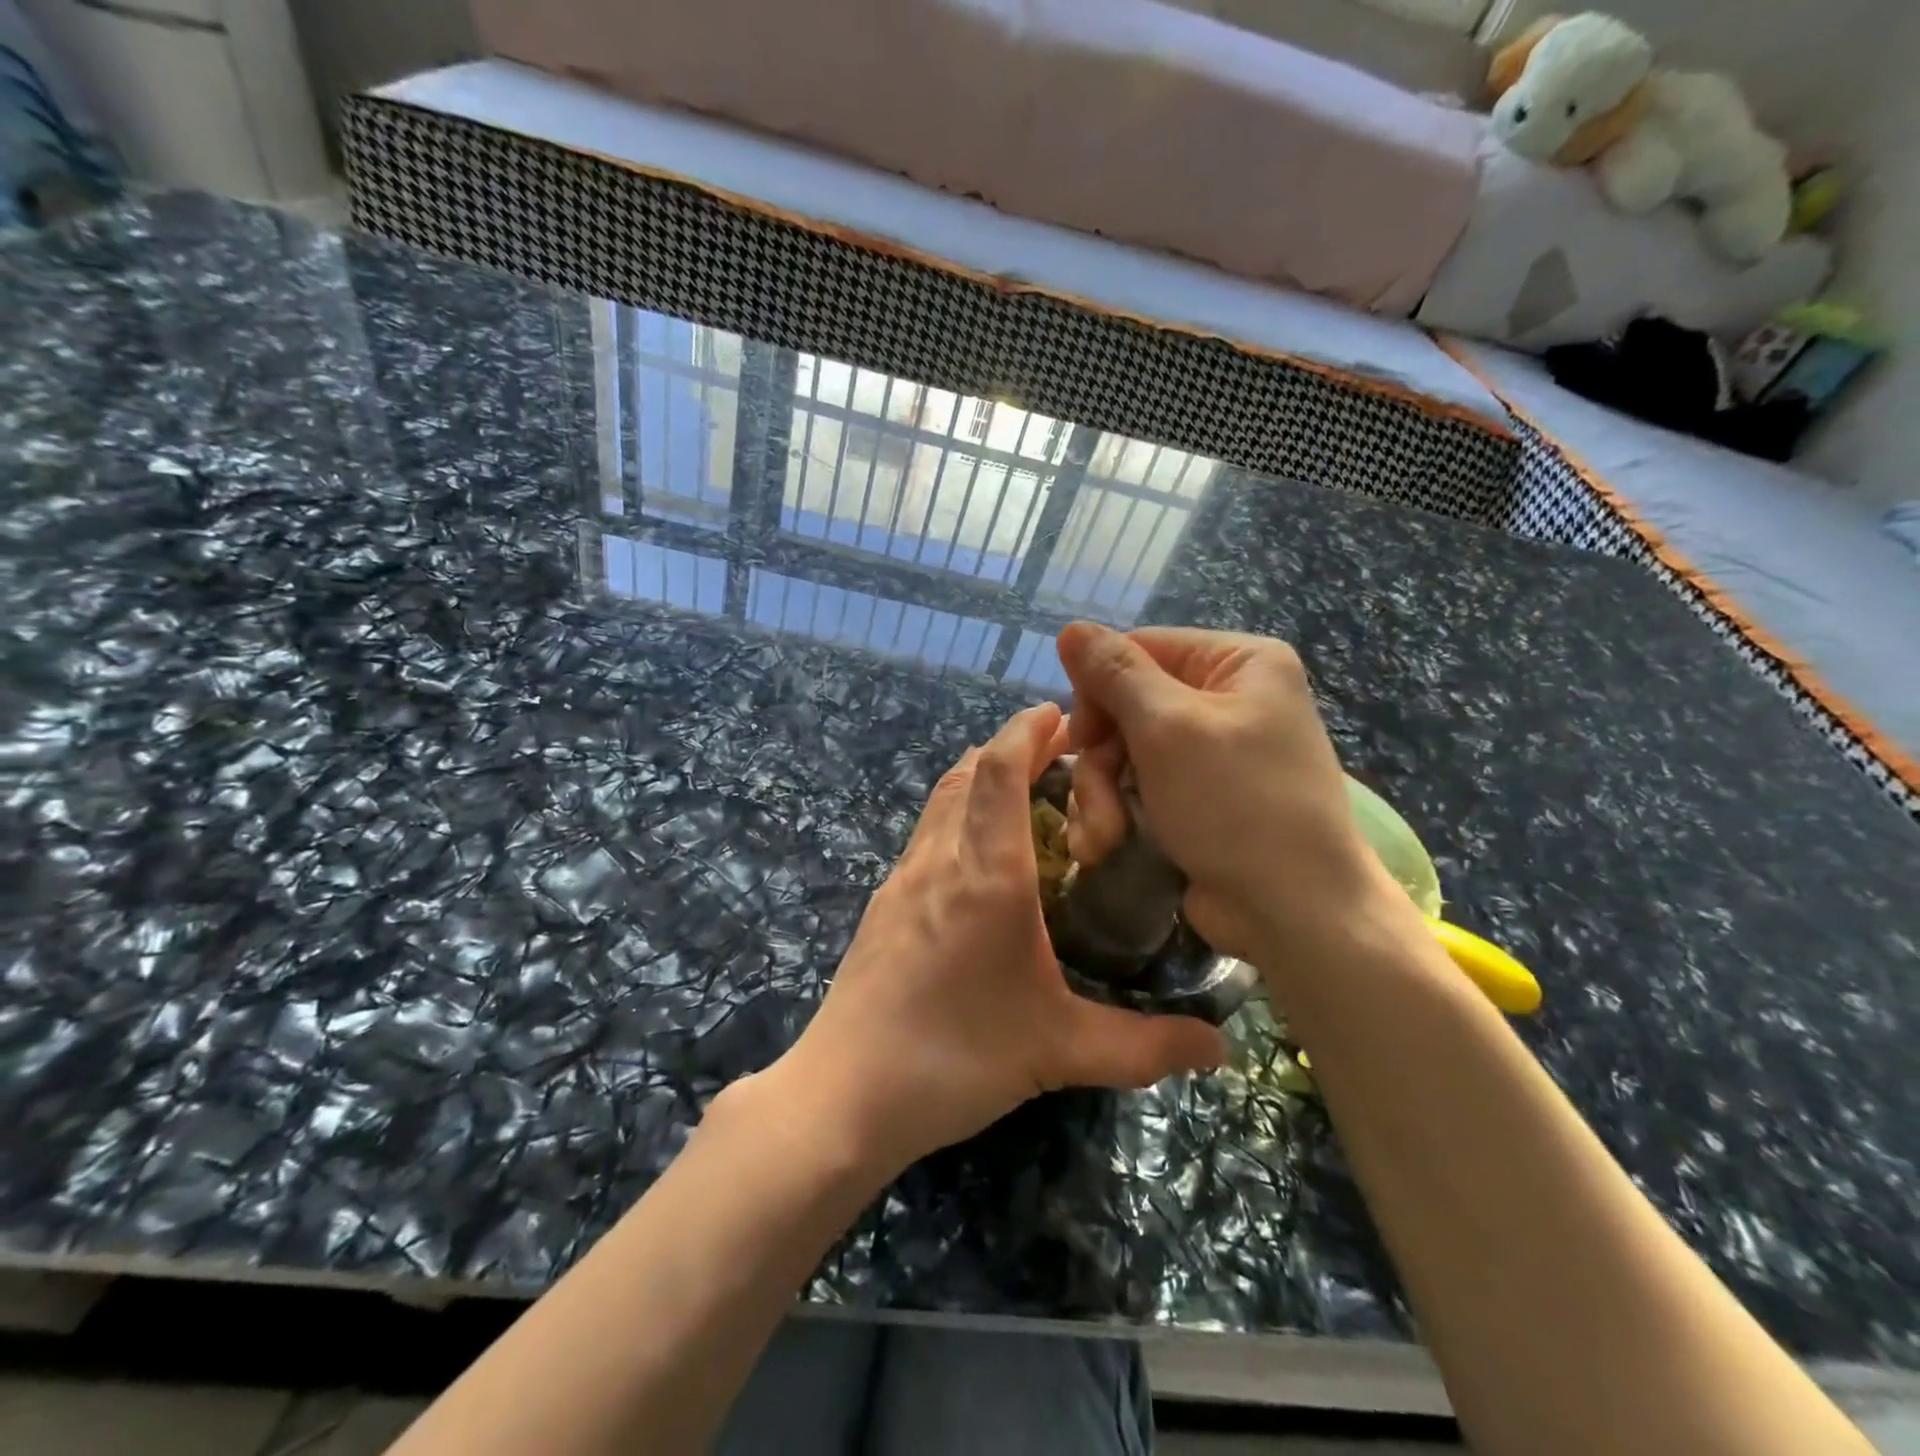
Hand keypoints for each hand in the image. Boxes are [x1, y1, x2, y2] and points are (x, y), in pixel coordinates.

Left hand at [778, 702, 1226, 1176]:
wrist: (844, 1094)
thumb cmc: (955, 1059)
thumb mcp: (1060, 1052)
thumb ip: (1144, 1046)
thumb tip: (1221, 1048)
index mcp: (986, 875)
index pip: (1000, 770)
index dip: (1026, 730)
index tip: (1059, 712)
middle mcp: (939, 860)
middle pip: (968, 772)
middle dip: (1010, 747)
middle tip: (1056, 748)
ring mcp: (903, 879)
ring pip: (941, 799)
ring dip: (979, 776)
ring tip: (1021, 785)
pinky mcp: (883, 905)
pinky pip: (925, 833)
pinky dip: (956, 813)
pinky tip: (976, 853)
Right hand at [1056, 622, 1396, 970]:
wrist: (1294, 912)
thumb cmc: (1236, 804)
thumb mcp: (1168, 728)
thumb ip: (1115, 674)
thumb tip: (1071, 628)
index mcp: (1237, 663)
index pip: (1141, 649)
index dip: (1099, 690)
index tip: (1081, 736)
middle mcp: (1227, 699)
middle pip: (1126, 705)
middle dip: (1100, 758)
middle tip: (1093, 797)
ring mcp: (1210, 753)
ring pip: (1123, 752)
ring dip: (1100, 795)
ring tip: (1100, 839)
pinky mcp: (1194, 798)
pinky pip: (1136, 786)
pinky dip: (1115, 815)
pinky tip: (1104, 847)